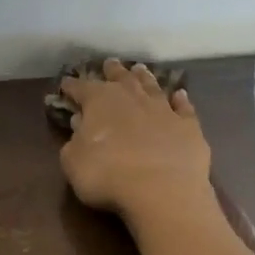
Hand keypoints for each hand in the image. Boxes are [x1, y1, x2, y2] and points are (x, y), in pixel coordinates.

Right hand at [57, 59, 212, 220]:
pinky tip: (180, 95)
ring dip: (144, 78)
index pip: (81, 88)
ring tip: (140, 69)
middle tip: (109, 64)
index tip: (66, 84)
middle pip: (120, 78)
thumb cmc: (107, 175)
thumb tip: (79, 123)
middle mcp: (132, 97)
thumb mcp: (74, 162)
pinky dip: (180, 100)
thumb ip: (73, 141)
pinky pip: (183, 108)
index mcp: (100, 101)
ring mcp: (163, 109)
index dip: (72, 86)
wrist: (162, 190)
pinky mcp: (188, 126)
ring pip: (151, 86)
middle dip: (112, 71)